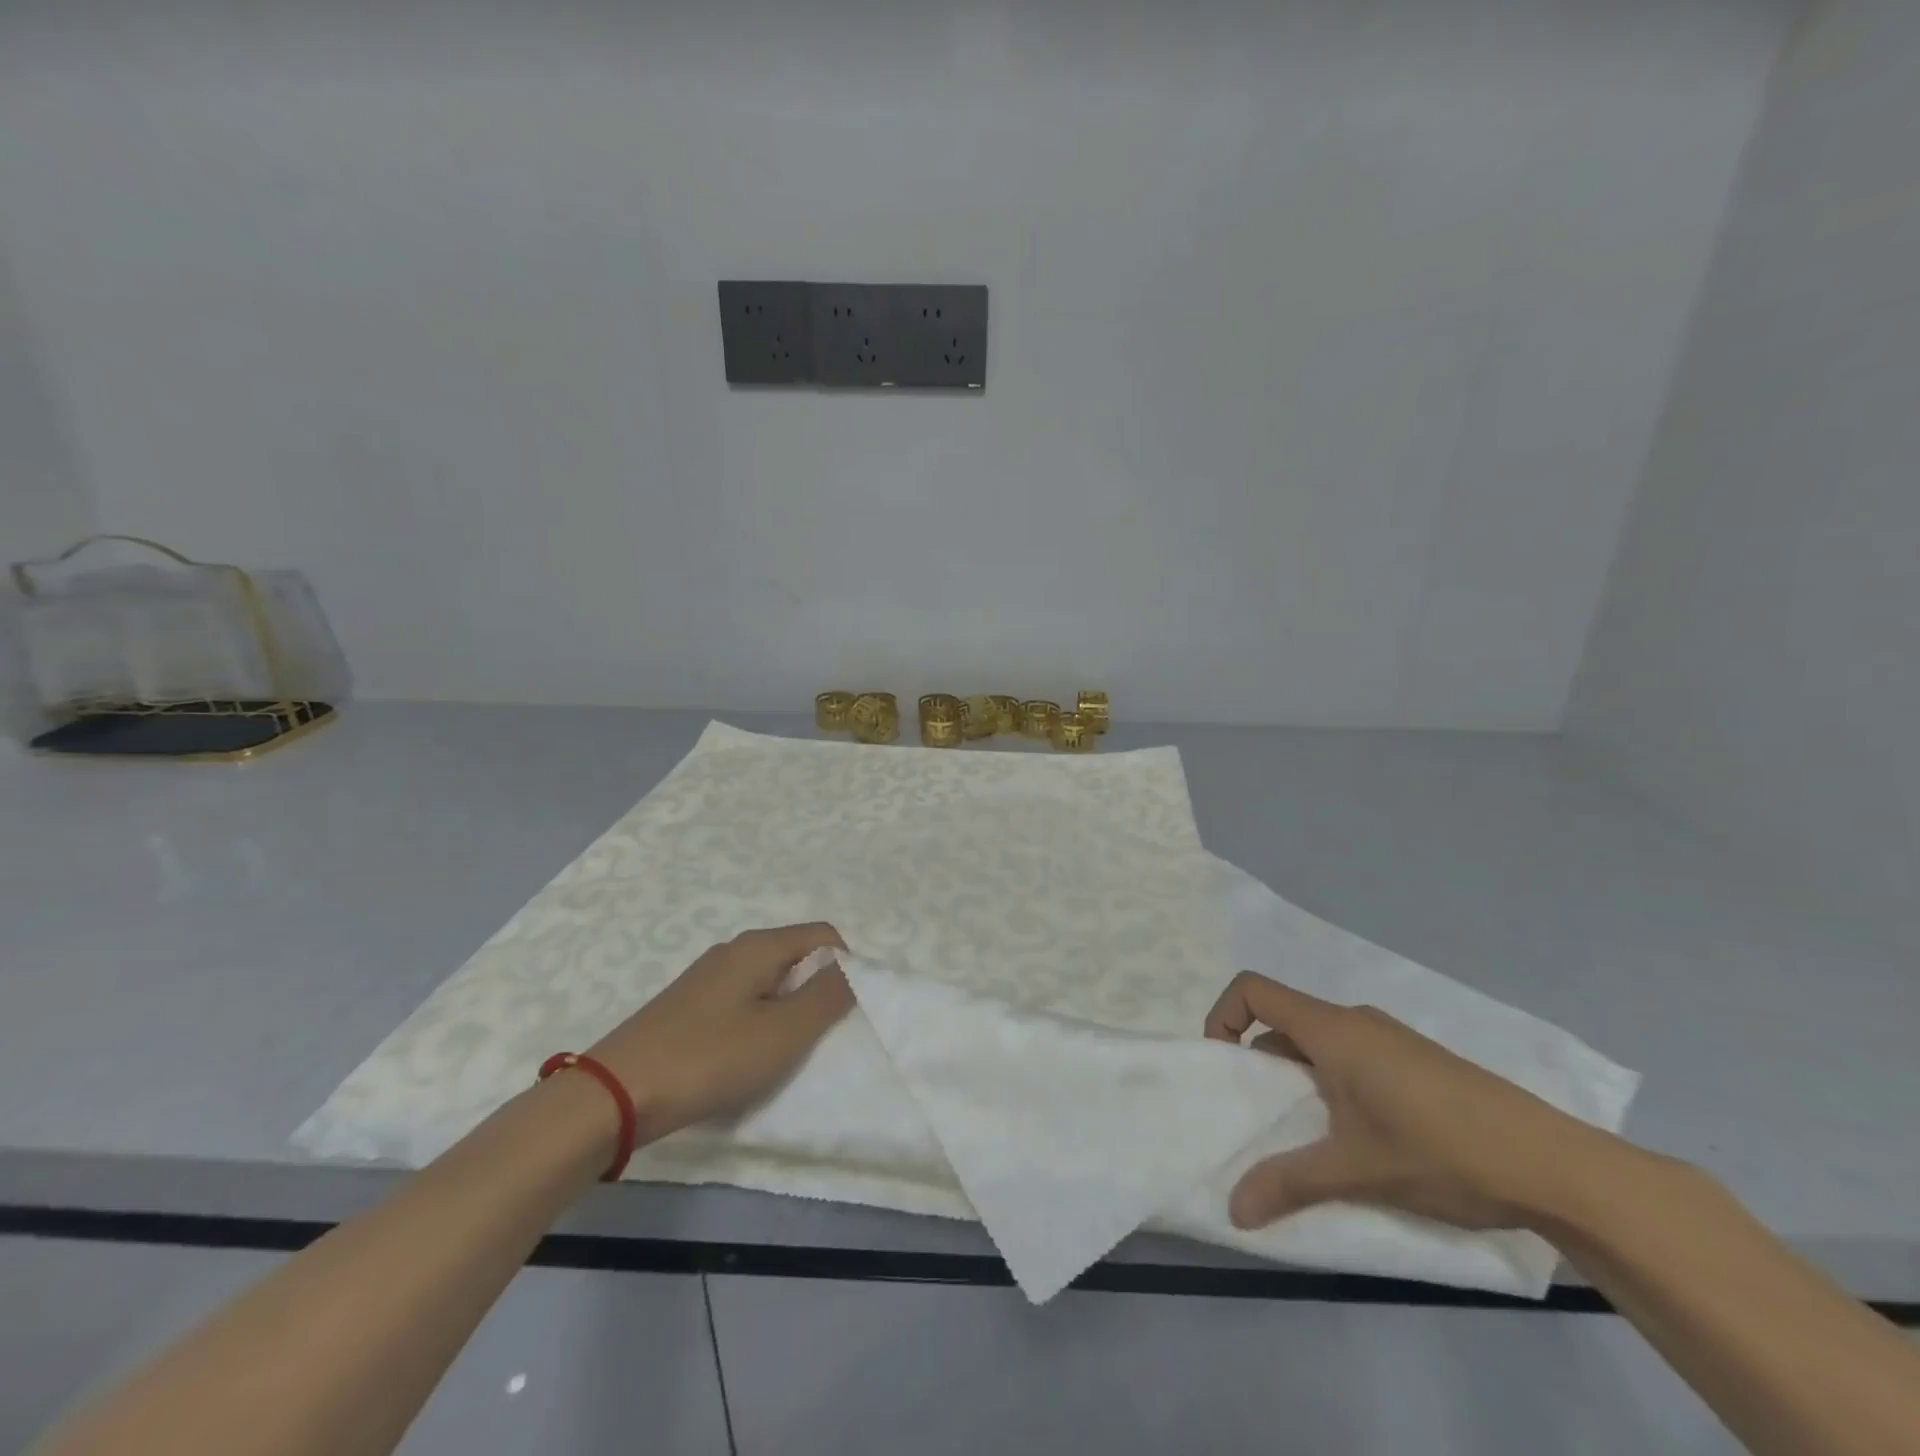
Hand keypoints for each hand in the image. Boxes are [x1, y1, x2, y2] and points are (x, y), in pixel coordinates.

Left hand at [587, 923, 853, 1143]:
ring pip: (768, 981)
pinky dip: (758, 1022)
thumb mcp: (783, 1032)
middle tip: (817, 1037)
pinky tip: (744, 1057)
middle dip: (817, 991)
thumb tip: (854, 970)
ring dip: (787, 1010)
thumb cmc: (710, 1058)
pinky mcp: (688, 1006)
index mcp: (760, 946)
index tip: (845, 1013)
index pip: (824, 936)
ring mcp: (707, 977)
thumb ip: (827, 997)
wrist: (614, 1095)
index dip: (846, 968)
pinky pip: (742, 1001)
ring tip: (782, 1052)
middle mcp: (734, 950)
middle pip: (796, 956)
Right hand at [1203, 971, 1609, 1231]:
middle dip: (1259, 1061)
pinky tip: (1360, 1137)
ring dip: (1298, 1077)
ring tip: (1309, 1135)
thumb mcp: (1356, 1171)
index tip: (1224, 1066)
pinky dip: (1332, 1083)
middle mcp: (1355, 1022)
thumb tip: (1233, 1210)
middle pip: (1283, 1019)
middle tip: (1261, 1116)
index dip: (1223, 1015)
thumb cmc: (1441, 1151)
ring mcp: (1389, 1040)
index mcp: (1331, 1030)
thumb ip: (1288, 1182)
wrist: (1554, 1165)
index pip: (1253, 990)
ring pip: (1319, 1042)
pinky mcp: (1416, 1062)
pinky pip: (1351, 1056)